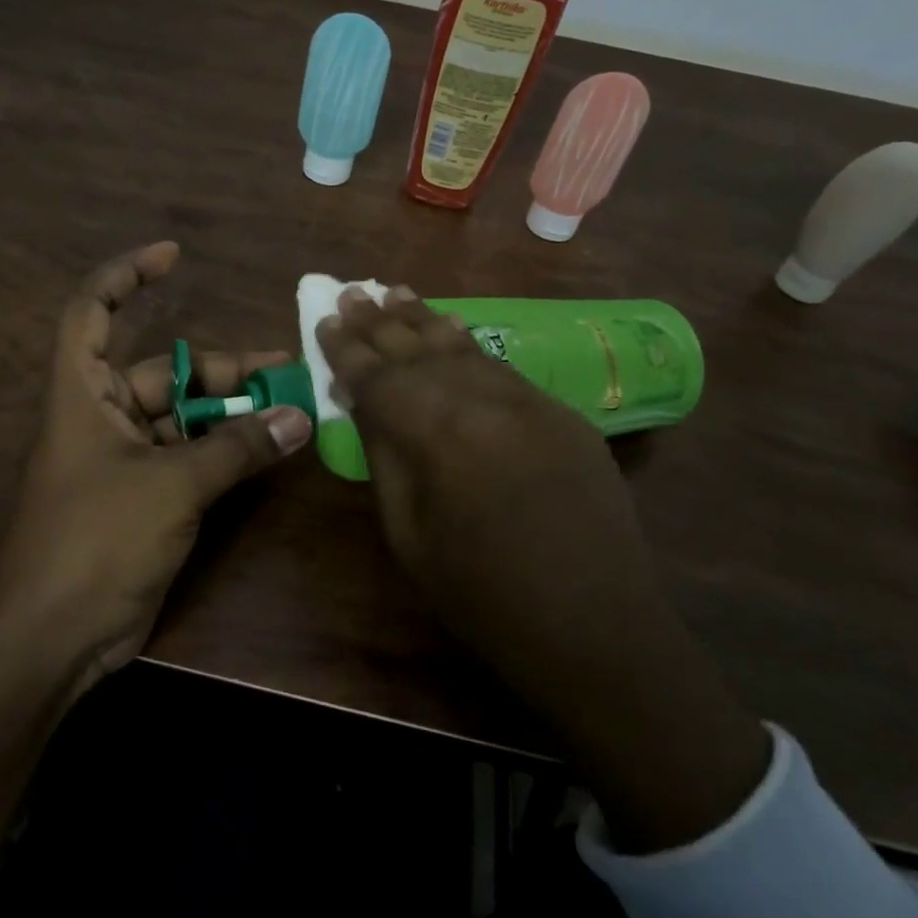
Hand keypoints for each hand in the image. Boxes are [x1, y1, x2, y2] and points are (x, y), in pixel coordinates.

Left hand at [0, 242, 311, 689]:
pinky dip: (225, 453)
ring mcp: (122, 461)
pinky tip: (266, 452)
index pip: (92, 311)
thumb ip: (237, 449)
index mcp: (83, 394)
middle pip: (163, 373)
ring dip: (230, 416)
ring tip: (287, 411)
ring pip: (183, 420)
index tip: (174, 257)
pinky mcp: (143, 499)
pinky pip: (189, 459)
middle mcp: (101, 418)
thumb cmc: (96, 540)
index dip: (126, 276)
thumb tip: (298, 418)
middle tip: (282, 373)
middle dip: (220, 371)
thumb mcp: (172, 486)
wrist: (53, 638)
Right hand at [316, 286, 651, 707]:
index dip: (346, 349)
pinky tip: (452, 327)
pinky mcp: (560, 412)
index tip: (323, 320)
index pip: (378, 376)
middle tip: (352, 292)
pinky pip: (500, 365)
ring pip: (463, 346)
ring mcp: (528, 401)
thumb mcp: (408, 534)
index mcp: (435, 432)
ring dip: (424, 319)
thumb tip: (366, 405)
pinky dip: (468, 343)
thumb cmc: (481, 595)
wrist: (593, 626)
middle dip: (380, 321)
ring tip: (395, 292)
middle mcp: (481, 399)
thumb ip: (386, 457)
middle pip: (419, 349)